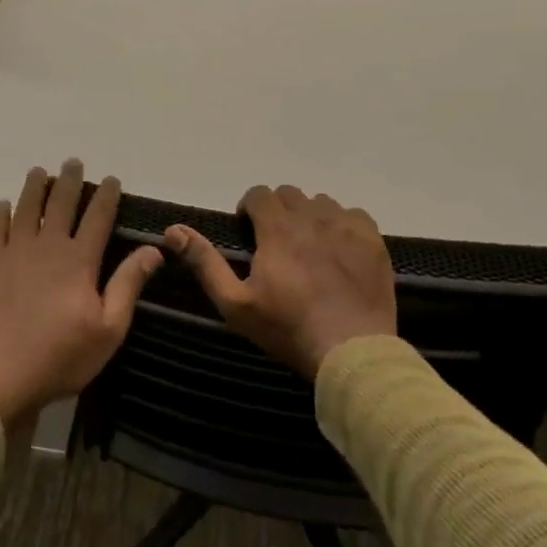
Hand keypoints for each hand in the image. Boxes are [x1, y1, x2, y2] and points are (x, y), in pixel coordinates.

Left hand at [0, 160, 162, 425]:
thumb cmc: (60, 356)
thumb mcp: (108, 329)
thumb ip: (128, 285)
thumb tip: (153, 250)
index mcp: (79, 260)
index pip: (98, 217)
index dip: (106, 195)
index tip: (111, 179)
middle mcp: (48, 246)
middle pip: (60, 202)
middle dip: (69, 180)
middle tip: (73, 162)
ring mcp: (15, 252)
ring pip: (26, 208)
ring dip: (34, 187)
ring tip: (39, 171)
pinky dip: (1, 213)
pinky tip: (4, 205)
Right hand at [165, 184, 396, 378]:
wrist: (352, 352)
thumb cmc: (287, 329)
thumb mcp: (235, 303)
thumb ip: (205, 262)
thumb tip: (173, 230)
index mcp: (278, 228)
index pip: (259, 194)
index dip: (250, 209)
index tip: (249, 232)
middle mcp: (312, 216)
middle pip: (290, 194)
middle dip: (278, 211)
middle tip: (277, 242)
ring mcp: (346, 226)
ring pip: (321, 203)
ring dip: (309, 216)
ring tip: (309, 246)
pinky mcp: (373, 240)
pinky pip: (354, 215)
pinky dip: (342, 224)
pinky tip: (339, 250)